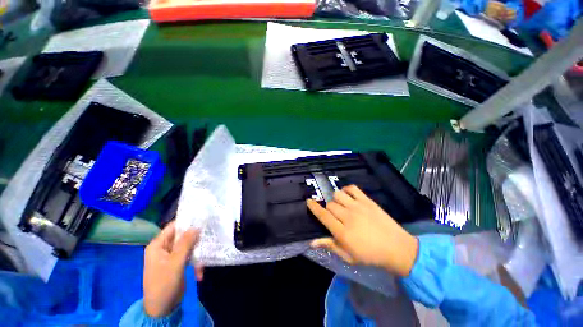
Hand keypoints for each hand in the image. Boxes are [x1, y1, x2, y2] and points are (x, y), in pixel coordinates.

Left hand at [143, 221, 202, 316]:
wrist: (162, 309)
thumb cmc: (164, 284)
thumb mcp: (175, 263)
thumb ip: (185, 244)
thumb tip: (196, 227)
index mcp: (158, 245)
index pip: (173, 227)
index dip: (187, 222)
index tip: (203, 219)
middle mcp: (164, 248)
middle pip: (182, 236)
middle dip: (195, 238)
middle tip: (209, 236)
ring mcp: (171, 256)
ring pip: (188, 246)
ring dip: (197, 252)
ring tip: (205, 259)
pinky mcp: (178, 263)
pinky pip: (189, 256)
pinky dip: (195, 262)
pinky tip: (200, 273)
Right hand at [307, 185, 418, 276]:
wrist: (397, 248)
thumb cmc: (370, 256)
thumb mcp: (348, 256)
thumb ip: (330, 246)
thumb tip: (312, 242)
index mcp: (342, 232)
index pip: (323, 215)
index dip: (314, 207)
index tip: (308, 201)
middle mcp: (348, 217)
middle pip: (330, 205)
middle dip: (328, 209)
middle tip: (334, 215)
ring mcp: (358, 207)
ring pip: (338, 195)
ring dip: (336, 199)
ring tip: (341, 205)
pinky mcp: (367, 201)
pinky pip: (352, 188)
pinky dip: (347, 190)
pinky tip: (348, 196)